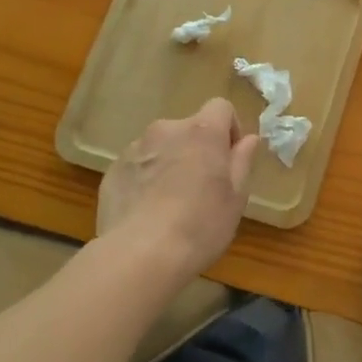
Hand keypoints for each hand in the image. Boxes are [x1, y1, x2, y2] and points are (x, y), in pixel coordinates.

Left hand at [97, 98, 259, 276]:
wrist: (140, 255)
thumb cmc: (200, 225)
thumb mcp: (236, 198)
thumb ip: (242, 161)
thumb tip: (249, 139)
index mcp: (202, 131)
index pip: (221, 107)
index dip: (229, 128)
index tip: (230, 158)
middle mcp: (167, 130)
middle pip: (189, 128)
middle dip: (197, 149)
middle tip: (201, 187)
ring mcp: (135, 148)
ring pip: (161, 147)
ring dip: (170, 162)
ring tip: (170, 202)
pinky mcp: (113, 170)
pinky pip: (137, 166)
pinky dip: (145, 179)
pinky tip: (147, 212)